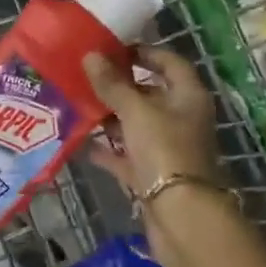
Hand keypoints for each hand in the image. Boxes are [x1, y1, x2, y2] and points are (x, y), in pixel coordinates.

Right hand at [82, 47, 241, 266]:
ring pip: (136, 125)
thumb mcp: (136, 111)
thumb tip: (90, 55)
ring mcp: (167, 148)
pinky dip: (108, 149)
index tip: (112, 49)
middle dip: (120, 86)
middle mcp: (181, 119)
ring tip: (77, 103)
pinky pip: (126, 155)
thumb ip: (112, 84)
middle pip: (150, 94)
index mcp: (188, 97)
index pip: (169, 63)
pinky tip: (82, 141)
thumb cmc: (165, 151)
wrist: (181, 217)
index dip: (144, 52)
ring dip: (110, 117)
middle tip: (86, 76)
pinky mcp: (152, 175)